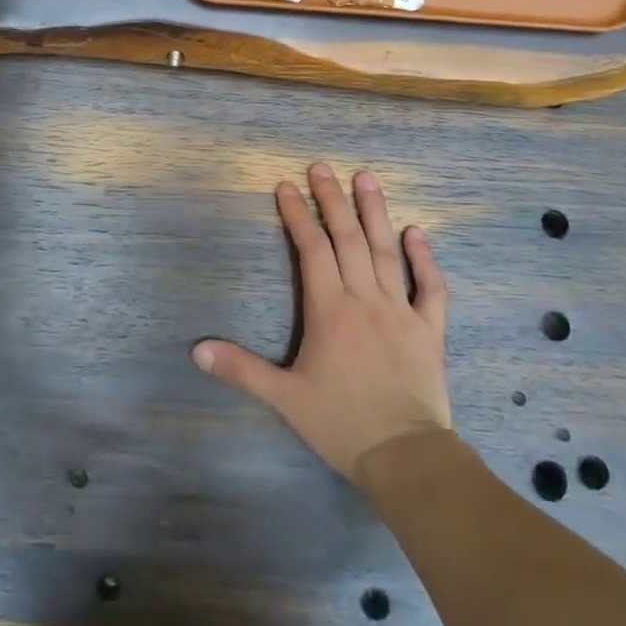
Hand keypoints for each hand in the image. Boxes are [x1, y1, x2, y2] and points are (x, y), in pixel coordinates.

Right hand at [194, 164, 450, 484]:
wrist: (406, 457)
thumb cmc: (342, 424)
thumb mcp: (285, 399)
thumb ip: (242, 370)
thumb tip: (196, 350)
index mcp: (330, 310)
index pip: (312, 250)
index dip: (297, 215)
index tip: (286, 186)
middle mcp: (365, 299)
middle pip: (347, 238)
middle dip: (332, 200)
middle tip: (322, 167)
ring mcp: (401, 310)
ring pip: (385, 251)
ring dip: (375, 212)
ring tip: (366, 177)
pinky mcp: (429, 329)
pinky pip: (430, 287)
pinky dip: (424, 258)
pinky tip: (415, 232)